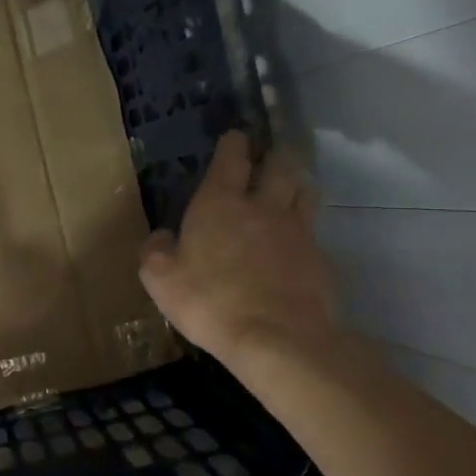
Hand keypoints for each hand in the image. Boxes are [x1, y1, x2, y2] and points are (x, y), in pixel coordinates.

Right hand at [138, 130, 338, 367]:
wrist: (277, 338)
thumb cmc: (209, 302)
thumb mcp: (160, 279)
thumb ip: (156, 251)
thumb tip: (163, 236)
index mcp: (219, 204)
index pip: (230, 160)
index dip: (233, 144)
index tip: (236, 136)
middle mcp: (262, 207)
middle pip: (278, 167)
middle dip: (273, 155)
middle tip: (271, 154)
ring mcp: (297, 232)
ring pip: (304, 192)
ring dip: (296, 183)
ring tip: (291, 185)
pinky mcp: (319, 259)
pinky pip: (313, 232)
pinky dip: (306, 229)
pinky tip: (299, 242)